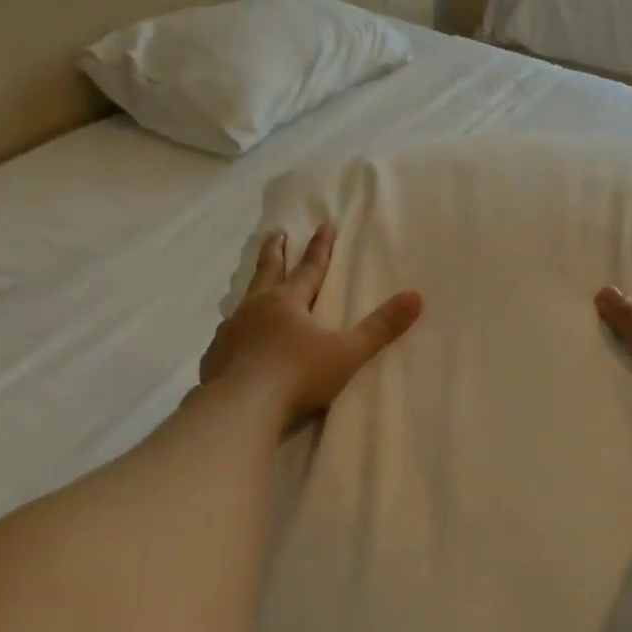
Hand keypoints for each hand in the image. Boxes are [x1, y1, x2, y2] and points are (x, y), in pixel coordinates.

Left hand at [201, 223, 422, 423]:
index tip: (325, 223)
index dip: (321, 247)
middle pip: (269, 271)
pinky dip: (234, 329)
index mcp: (289, 303)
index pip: (310, 268)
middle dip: (276, 251)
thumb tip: (416, 297)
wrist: (240, 408)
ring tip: (253, 286)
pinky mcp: (215, 356)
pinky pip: (227, 335)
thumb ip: (380, 327)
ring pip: (243, 301)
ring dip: (252, 289)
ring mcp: (232, 331)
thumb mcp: (347, 352)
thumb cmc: (297, 375)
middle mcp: (257, 308)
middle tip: (276, 232)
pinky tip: (232, 338)